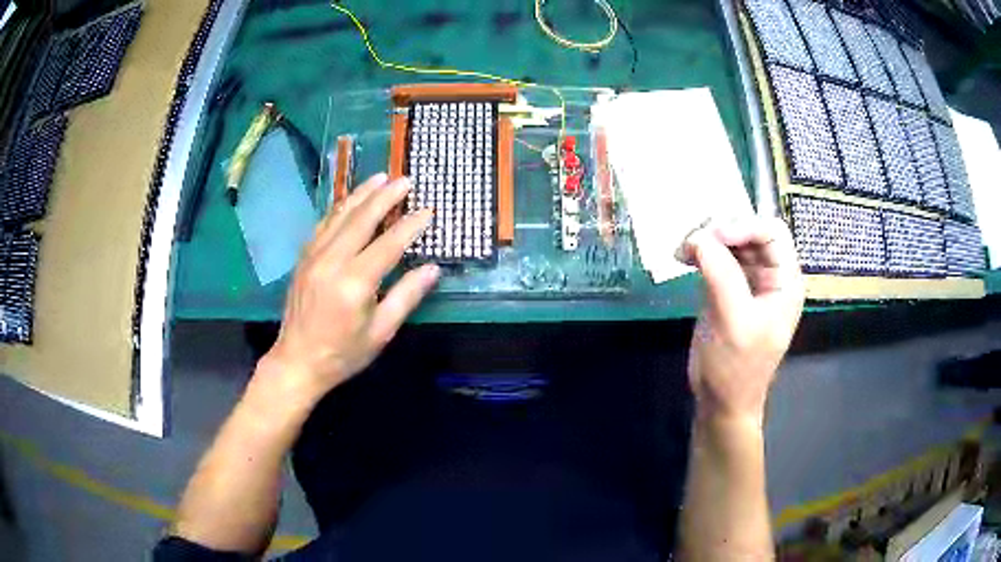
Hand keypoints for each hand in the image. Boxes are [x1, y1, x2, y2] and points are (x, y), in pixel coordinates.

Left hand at [258, 173, 438, 402]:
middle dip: (385, 196)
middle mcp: (332, 261)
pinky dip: (340, 209)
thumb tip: (432, 269)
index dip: (410, 225)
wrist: (297, 361)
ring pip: (340, 215)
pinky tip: (350, 201)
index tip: (428, 210)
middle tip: (405, 180)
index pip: (389, 243)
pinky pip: (323, 224)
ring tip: (380, 178)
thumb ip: (406, 296)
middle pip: (362, 219)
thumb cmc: (343, 353)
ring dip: (361, 194)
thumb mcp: (381, 332)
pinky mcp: (303, 258)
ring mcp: (313, 256)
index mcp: (355, 283)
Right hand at [680, 216, 804, 426]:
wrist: (721, 403)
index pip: (772, 232)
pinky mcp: (728, 289)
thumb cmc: (735, 368)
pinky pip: (717, 258)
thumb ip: (721, 275)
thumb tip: (698, 236)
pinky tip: (684, 258)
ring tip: (683, 250)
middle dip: (722, 230)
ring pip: (731, 242)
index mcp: (785, 281)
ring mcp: (749, 281)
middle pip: (751, 231)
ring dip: (708, 240)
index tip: (710, 237)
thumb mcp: (734, 322)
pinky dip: (700, 252)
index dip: (743, 225)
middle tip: (691, 242)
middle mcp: (770, 275)